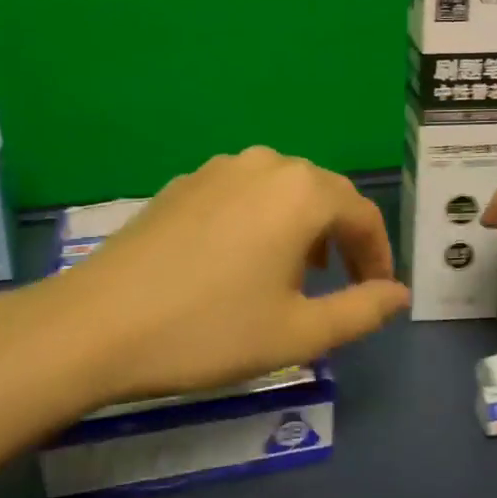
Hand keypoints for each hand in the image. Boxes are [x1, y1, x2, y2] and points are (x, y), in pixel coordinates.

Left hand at [45, 147, 409, 402]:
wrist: (98, 324)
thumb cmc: (210, 330)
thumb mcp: (298, 333)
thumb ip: (361, 311)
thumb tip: (399, 294)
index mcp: (301, 192)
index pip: (362, 214)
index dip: (378, 255)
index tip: (379, 292)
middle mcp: (265, 164)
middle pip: (323, 195)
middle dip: (342, 238)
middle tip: (341, 284)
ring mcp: (218, 168)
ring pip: (282, 190)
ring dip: (301, 226)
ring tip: (294, 274)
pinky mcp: (184, 182)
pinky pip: (243, 193)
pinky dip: (261, 219)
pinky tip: (241, 259)